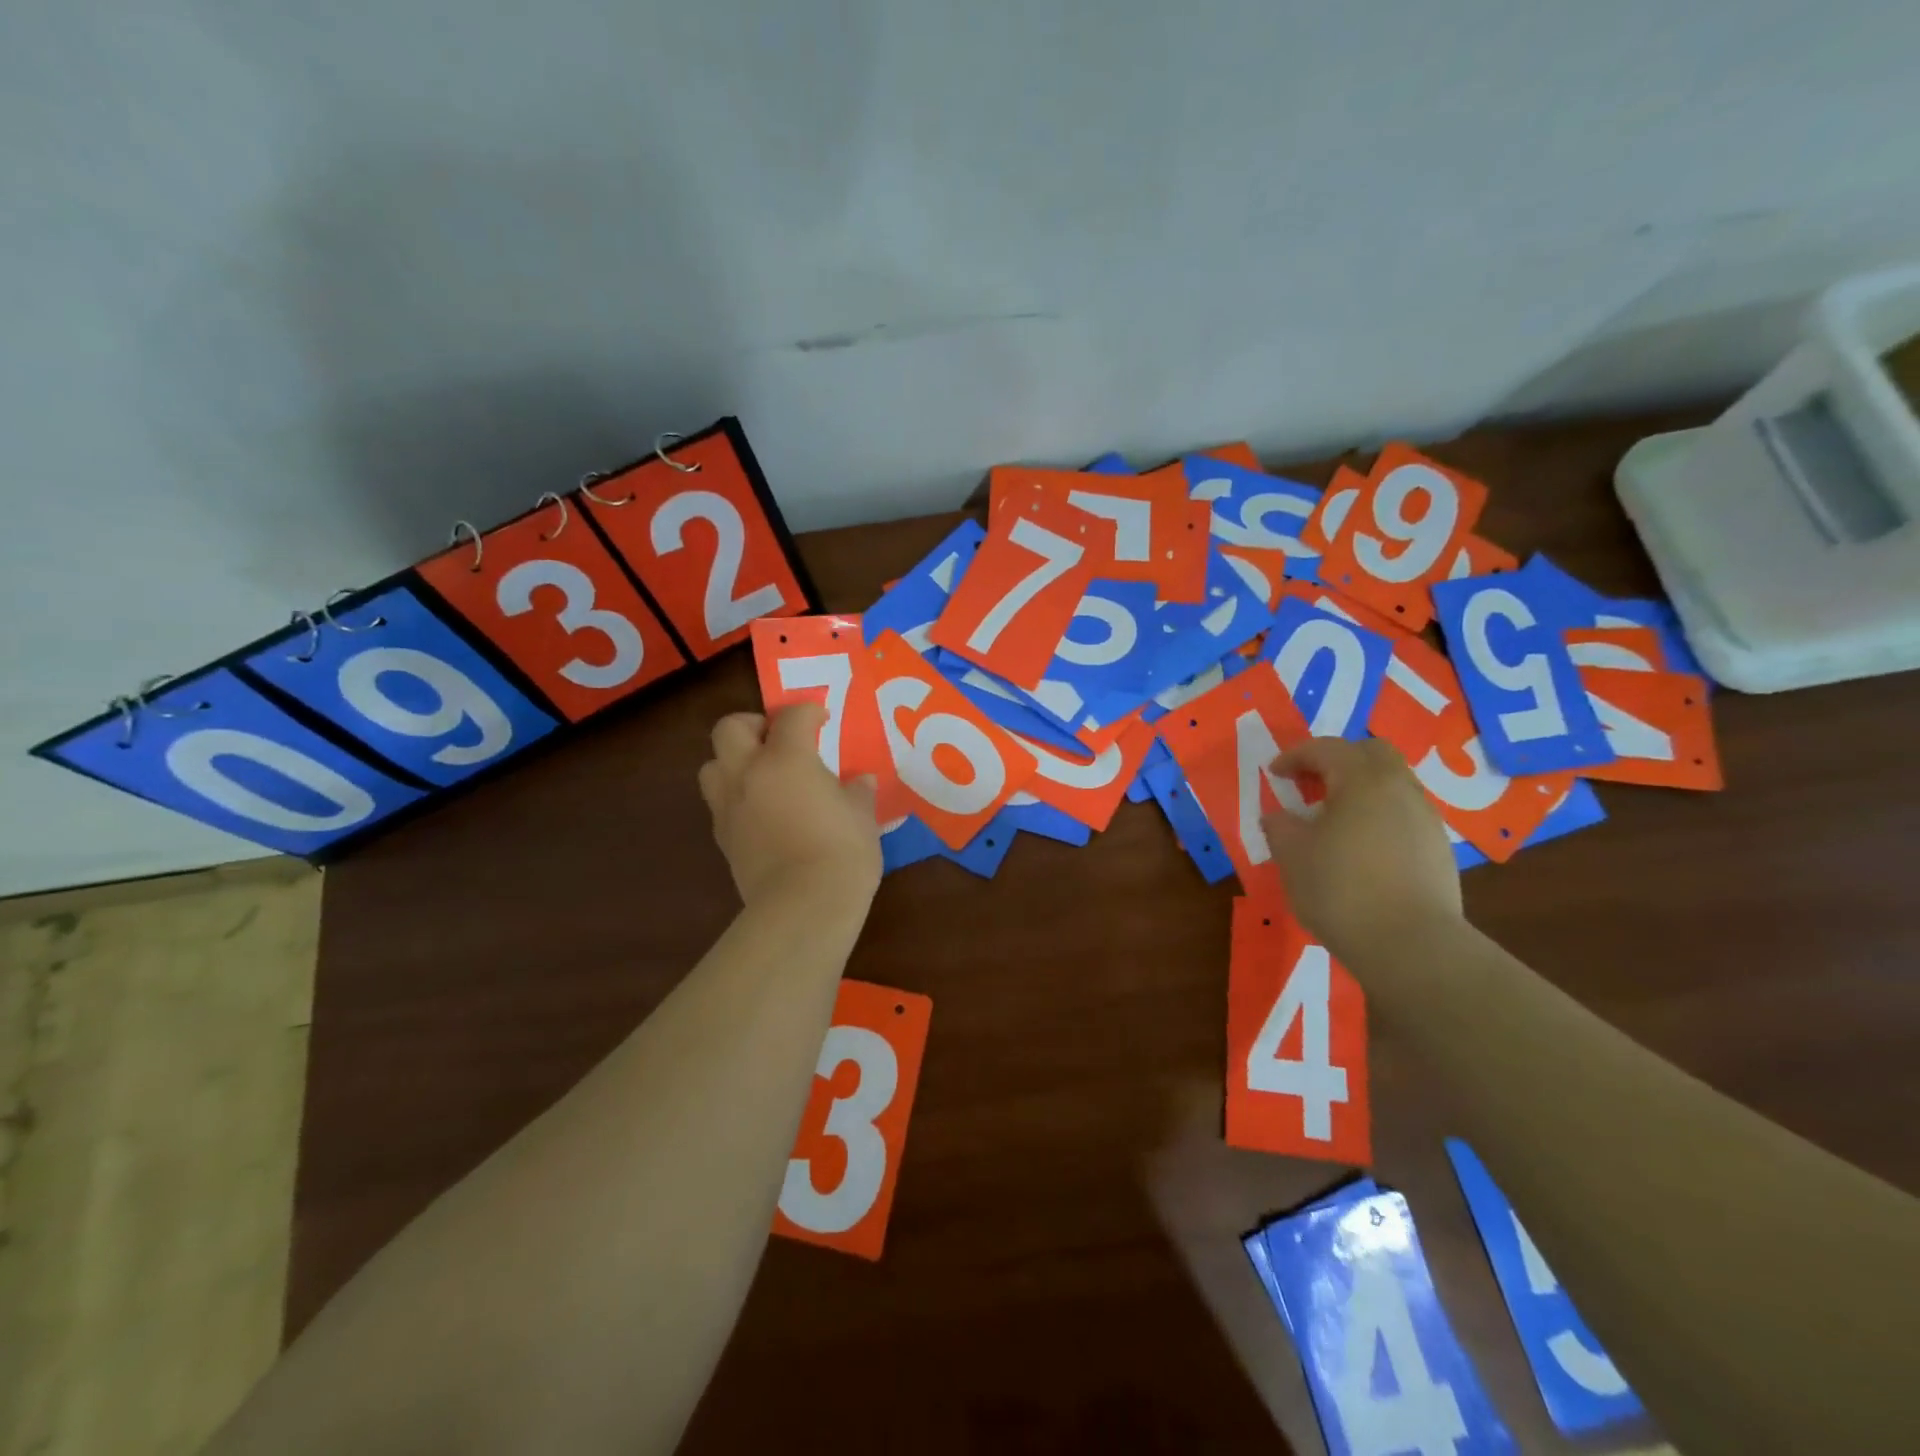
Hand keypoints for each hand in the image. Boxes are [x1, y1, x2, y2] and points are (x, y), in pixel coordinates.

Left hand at [698, 704, 881, 908]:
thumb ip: (857, 792)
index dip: (808, 711)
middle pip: (730, 728)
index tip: (822, 719)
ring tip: (762, 774)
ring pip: (712, 764)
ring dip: (733, 761)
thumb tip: (859, 781)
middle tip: (778, 738)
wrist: (803, 907)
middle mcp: (748, 773)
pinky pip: (720, 802)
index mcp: (786, 759)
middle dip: (753, 724)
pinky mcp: (722, 838)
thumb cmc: (842, 853)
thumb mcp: (862, 817)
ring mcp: (729, 806)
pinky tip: (762, 812)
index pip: (791, 716)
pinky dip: (736, 797)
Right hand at [1260, 737, 1461, 960]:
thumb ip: (1280, 826)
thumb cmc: (1340, 889)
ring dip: (1360, 789)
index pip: (1326, 749)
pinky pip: (1403, 814)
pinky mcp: (1438, 849)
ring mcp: (1426, 818)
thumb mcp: (1292, 855)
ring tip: (1333, 819)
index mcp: (1362, 780)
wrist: (1411, 946)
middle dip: (1338, 760)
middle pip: (1371, 753)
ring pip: (1392, 783)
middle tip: (1311, 784)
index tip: (1274, 773)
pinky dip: (1378, 815)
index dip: (1295, 756)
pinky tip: (1361, 848)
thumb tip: (1280, 817)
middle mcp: (1400, 788)